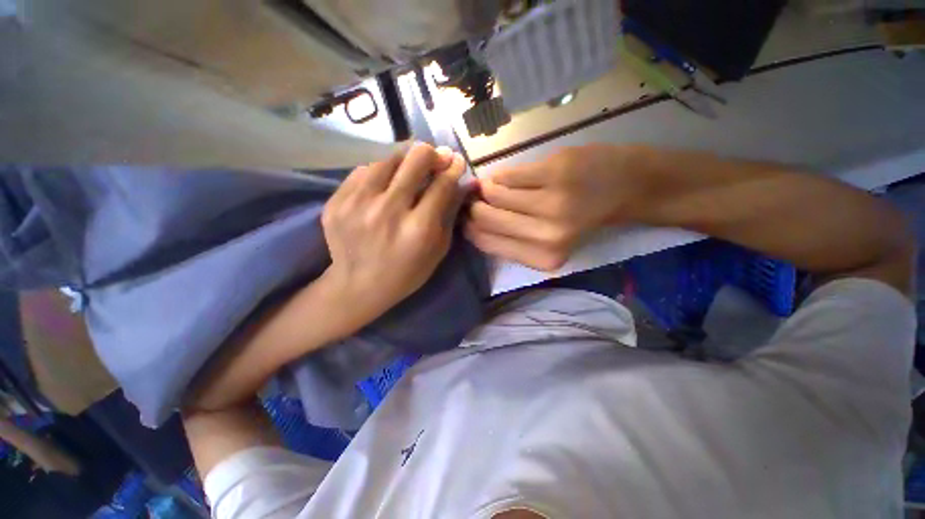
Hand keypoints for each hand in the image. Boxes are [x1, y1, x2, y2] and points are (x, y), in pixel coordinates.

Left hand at [321, 143, 466, 323]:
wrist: (358, 286)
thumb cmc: (407, 272)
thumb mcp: (438, 249)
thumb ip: (450, 213)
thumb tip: (462, 181)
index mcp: (418, 228)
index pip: (442, 184)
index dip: (453, 168)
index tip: (456, 161)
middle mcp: (388, 210)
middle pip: (415, 159)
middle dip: (431, 154)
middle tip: (434, 158)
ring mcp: (357, 203)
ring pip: (387, 159)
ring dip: (404, 161)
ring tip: (408, 171)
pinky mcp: (336, 201)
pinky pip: (363, 171)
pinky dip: (379, 173)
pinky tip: (384, 184)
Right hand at [465, 145, 643, 270]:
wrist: (626, 185)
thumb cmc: (582, 217)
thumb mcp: (547, 242)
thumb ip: (511, 239)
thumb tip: (470, 222)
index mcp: (542, 257)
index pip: (485, 242)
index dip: (469, 228)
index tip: (466, 217)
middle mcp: (545, 235)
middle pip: (484, 217)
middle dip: (474, 206)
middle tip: (476, 199)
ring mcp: (551, 202)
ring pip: (493, 193)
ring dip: (489, 189)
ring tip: (498, 187)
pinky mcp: (554, 172)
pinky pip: (508, 174)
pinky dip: (503, 175)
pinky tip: (512, 177)